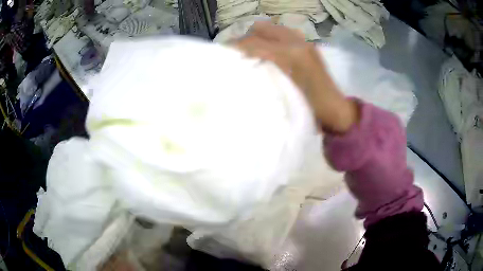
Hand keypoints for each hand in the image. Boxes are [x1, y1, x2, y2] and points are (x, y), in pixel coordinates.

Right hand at [234, 22, 358, 132]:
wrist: (337, 110)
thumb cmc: (311, 110)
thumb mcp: (284, 96)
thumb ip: (263, 78)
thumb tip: (242, 67)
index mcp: (289, 55)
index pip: (253, 43)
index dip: (234, 48)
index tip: (222, 56)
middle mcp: (295, 42)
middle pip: (259, 30)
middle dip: (244, 40)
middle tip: (236, 55)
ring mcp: (302, 41)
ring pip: (270, 29)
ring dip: (257, 37)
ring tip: (250, 53)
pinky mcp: (307, 44)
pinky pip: (281, 33)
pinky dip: (269, 39)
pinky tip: (267, 53)